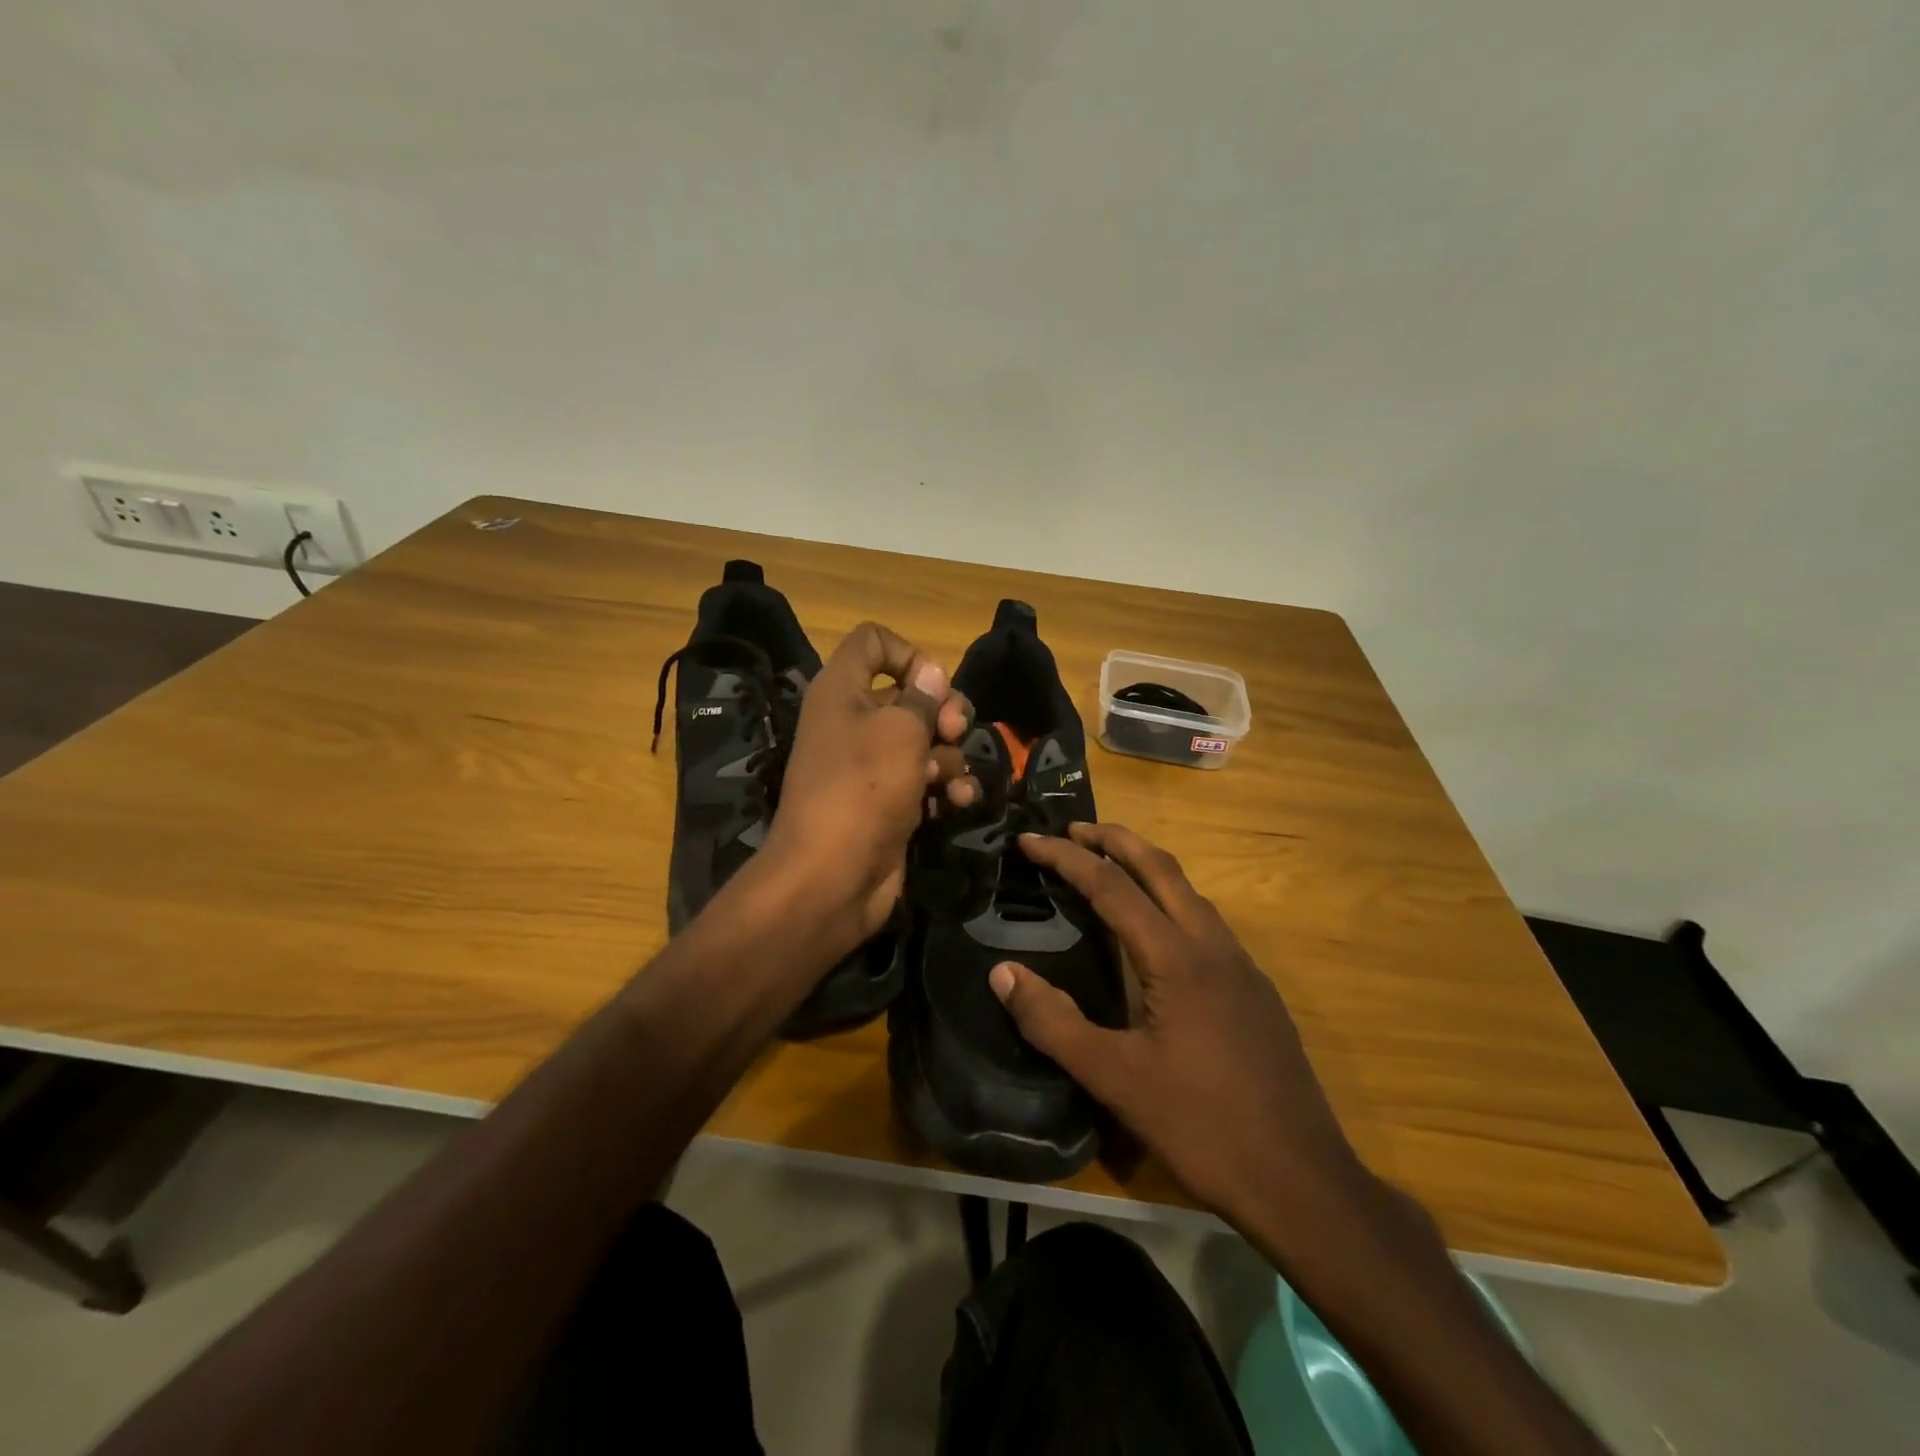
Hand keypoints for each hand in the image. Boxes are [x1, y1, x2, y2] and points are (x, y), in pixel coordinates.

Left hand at [760, 622, 974, 953]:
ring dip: (948, 757)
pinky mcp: (888, 802)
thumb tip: (933, 673)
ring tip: (949, 781)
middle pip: (910, 695)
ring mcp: (871, 766)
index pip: (873, 642)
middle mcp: (853, 722)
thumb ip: (924, 698)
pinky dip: (944, 788)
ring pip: (924, 741)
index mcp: (841, 691)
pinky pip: (925, 781)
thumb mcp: (901, 732)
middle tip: (953, 731)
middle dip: (942, 712)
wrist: (833, 876)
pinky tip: (958, 802)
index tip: (934, 685)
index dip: (908, 653)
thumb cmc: (864, 788)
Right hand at [988, 823, 1367, 1231]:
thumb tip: (1002, 973)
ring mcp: (1241, 966)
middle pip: (1161, 867)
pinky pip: (1205, 920)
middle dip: (1115, 839)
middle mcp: (1212, 945)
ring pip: (1189, 891)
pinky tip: (1156, 930)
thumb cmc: (1202, 1126)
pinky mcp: (1254, 990)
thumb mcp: (1115, 1079)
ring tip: (1109, 865)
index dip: (1066, 859)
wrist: (1302, 1180)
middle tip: (1073, 829)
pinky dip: (1170, 899)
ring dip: (1146, 866)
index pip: (1111, 887)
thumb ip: (1054, 1022)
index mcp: (1176, 957)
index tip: (1029, 841)